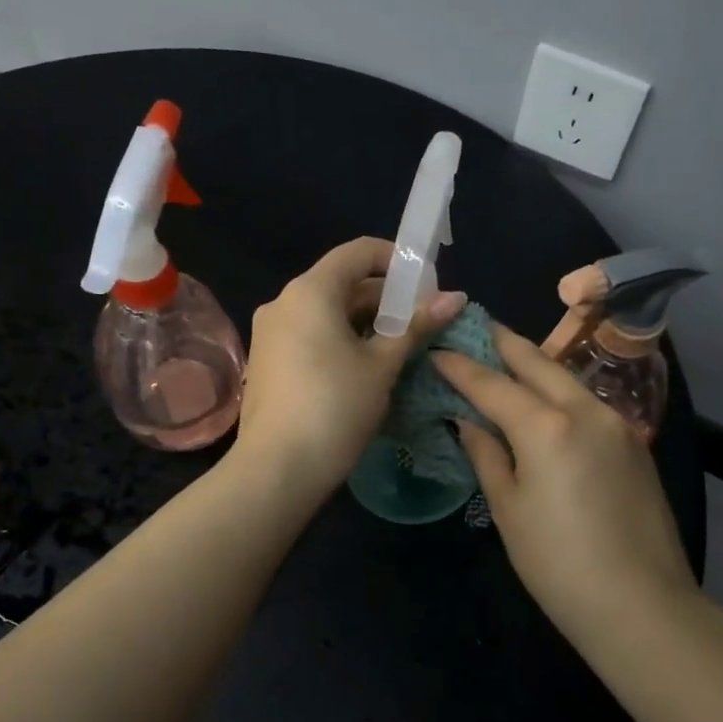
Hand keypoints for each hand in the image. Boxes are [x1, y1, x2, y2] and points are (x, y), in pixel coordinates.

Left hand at [234, 237, 465, 500]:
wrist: (277, 469)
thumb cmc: (336, 407)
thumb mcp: (382, 365)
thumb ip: (416, 326)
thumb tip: (456, 298)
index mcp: (310, 291)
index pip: (358, 252)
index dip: (397, 260)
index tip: (426, 286)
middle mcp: (283, 302)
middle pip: (342, 283)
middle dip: (385, 298)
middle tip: (421, 324)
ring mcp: (269, 333)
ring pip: (326, 312)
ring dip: (365, 323)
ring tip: (399, 349)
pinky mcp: (266, 362)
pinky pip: (309, 335)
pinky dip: (340, 341)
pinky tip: (364, 369)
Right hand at [434, 322, 700, 639]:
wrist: (642, 604)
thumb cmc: (558, 563)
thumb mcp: (509, 510)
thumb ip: (487, 455)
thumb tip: (468, 422)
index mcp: (546, 426)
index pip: (492, 384)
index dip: (460, 366)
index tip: (436, 349)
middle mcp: (585, 410)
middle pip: (536, 361)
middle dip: (502, 343)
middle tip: (473, 328)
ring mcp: (617, 423)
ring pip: (566, 378)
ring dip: (533, 365)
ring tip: (504, 360)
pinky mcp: (634, 443)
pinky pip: (586, 403)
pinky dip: (558, 392)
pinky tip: (543, 403)